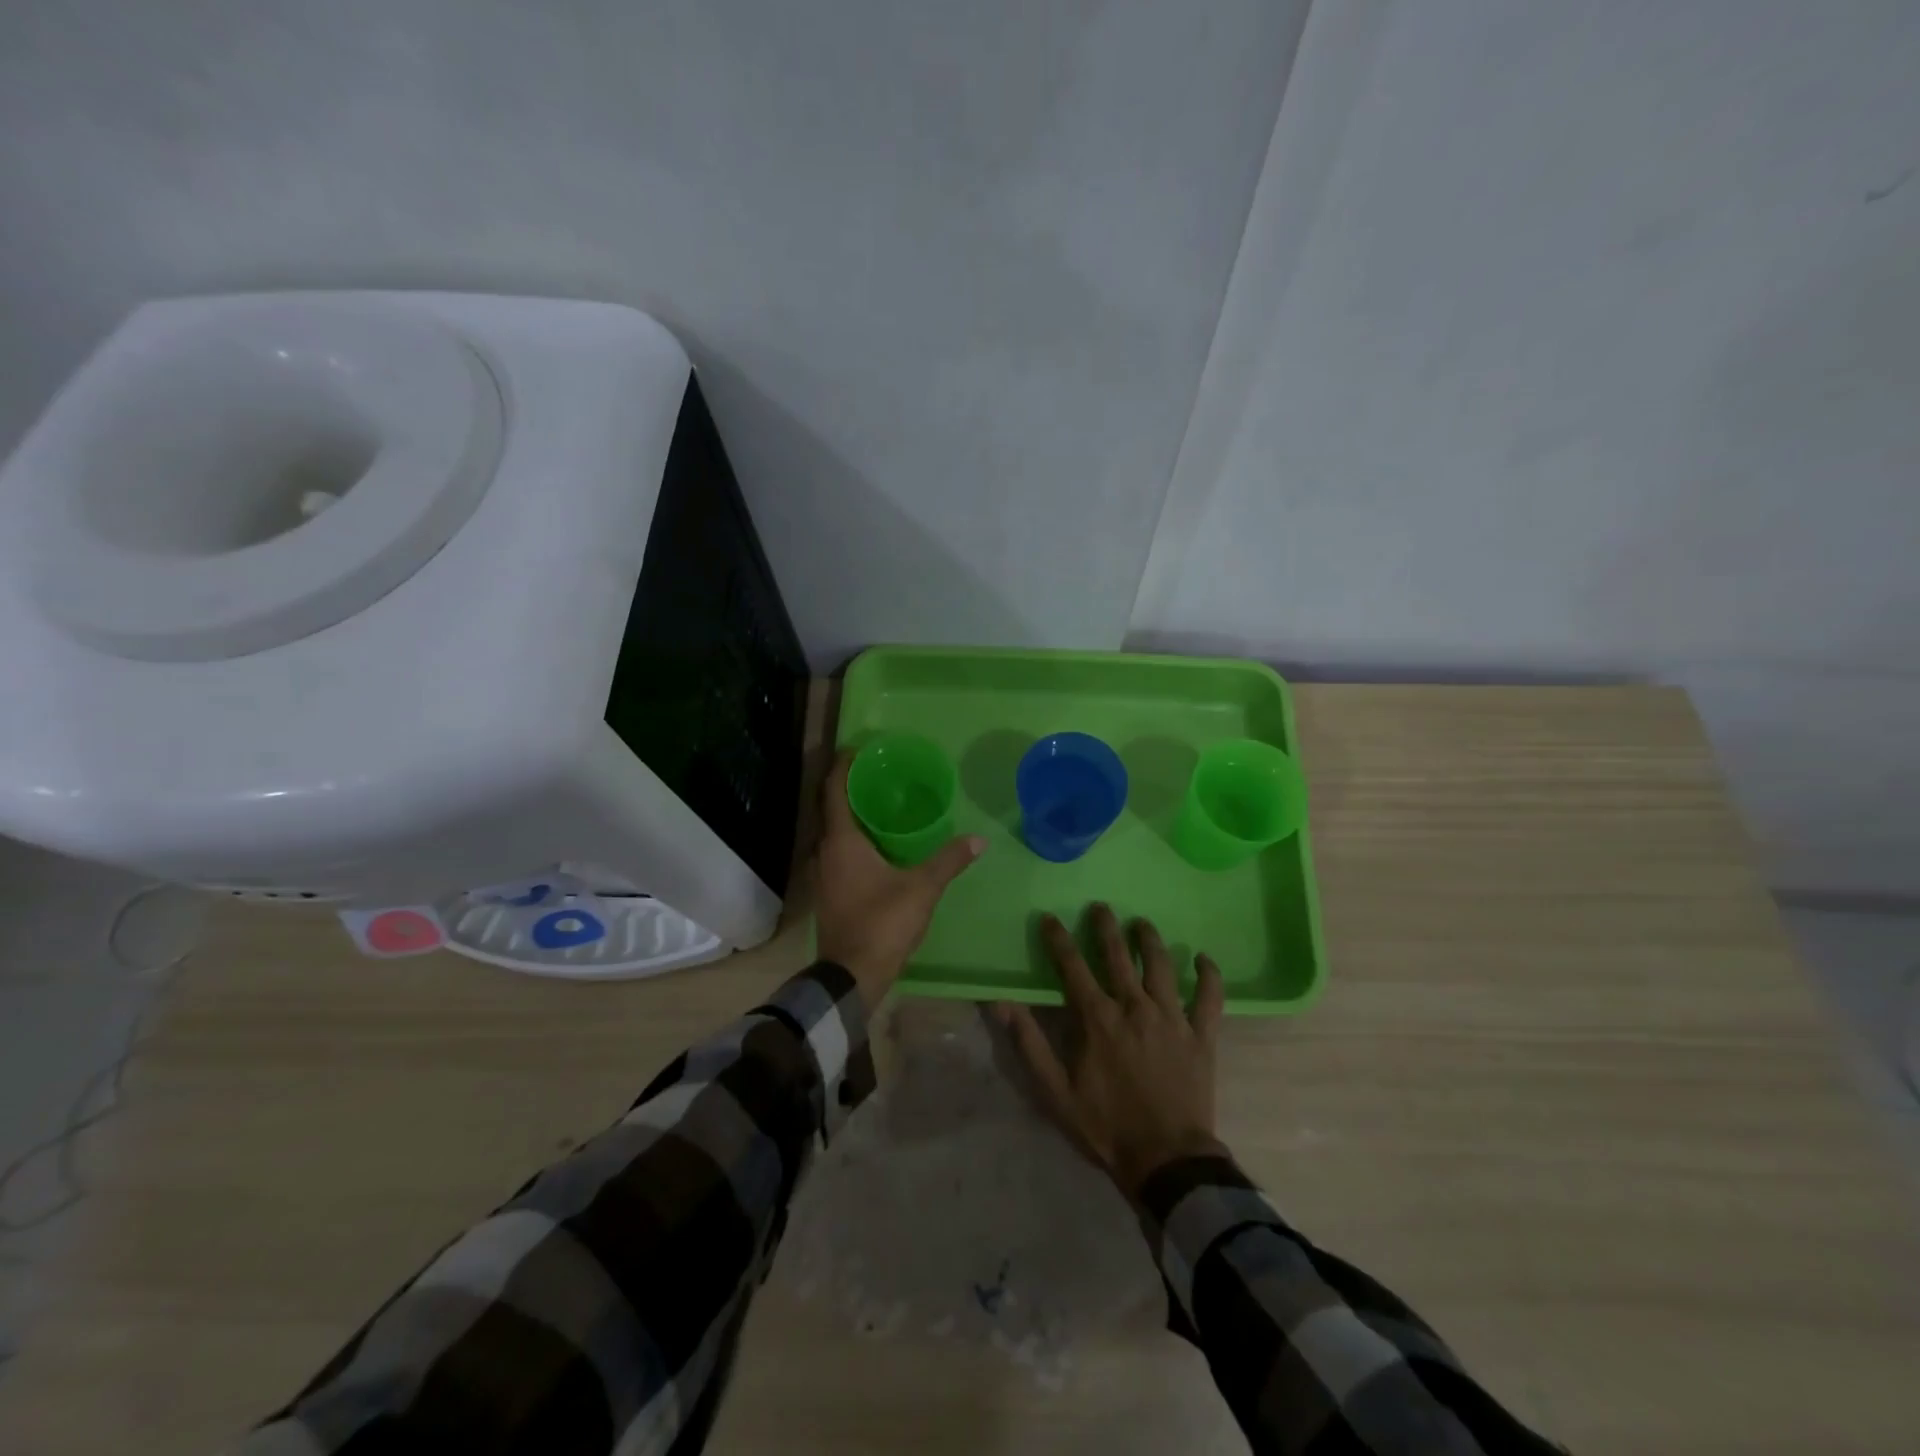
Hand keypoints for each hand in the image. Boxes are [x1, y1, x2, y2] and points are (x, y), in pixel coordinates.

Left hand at [814, 751, 984, 1009]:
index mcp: (841, 841)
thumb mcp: (922, 888)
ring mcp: (821, 873)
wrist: (852, 974)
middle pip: (830, 808)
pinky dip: (851, 839)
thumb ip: (949, 861)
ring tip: (879, 804)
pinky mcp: (827, 891)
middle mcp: (823, 851)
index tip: (859, 749)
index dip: (843, 765)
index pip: (833, 790)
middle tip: (877, 774)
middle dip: (849, 787)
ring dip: (849, 815)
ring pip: (832, 832)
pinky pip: (835, 852)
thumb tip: (978, 839)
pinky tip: (875, 844)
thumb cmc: (882, 922)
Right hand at [995, 906, 1225, 1196]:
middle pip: (1118, 955)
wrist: (1167, 1161)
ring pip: (1161, 965)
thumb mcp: (1055, 1091)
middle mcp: (1134, 1006)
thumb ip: (1029, 1043)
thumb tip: (1003, 1003)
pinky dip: (1209, 975)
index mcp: (1097, 1018)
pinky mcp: (1201, 1035)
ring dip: (1151, 940)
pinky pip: (1210, 997)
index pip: (1072, 966)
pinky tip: (1204, 959)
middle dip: (1106, 926)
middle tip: (1101, 906)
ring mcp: (1171, 1017)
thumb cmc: (1106, 1126)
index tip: (1050, 918)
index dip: (1059, 939)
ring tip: (1143, 923)